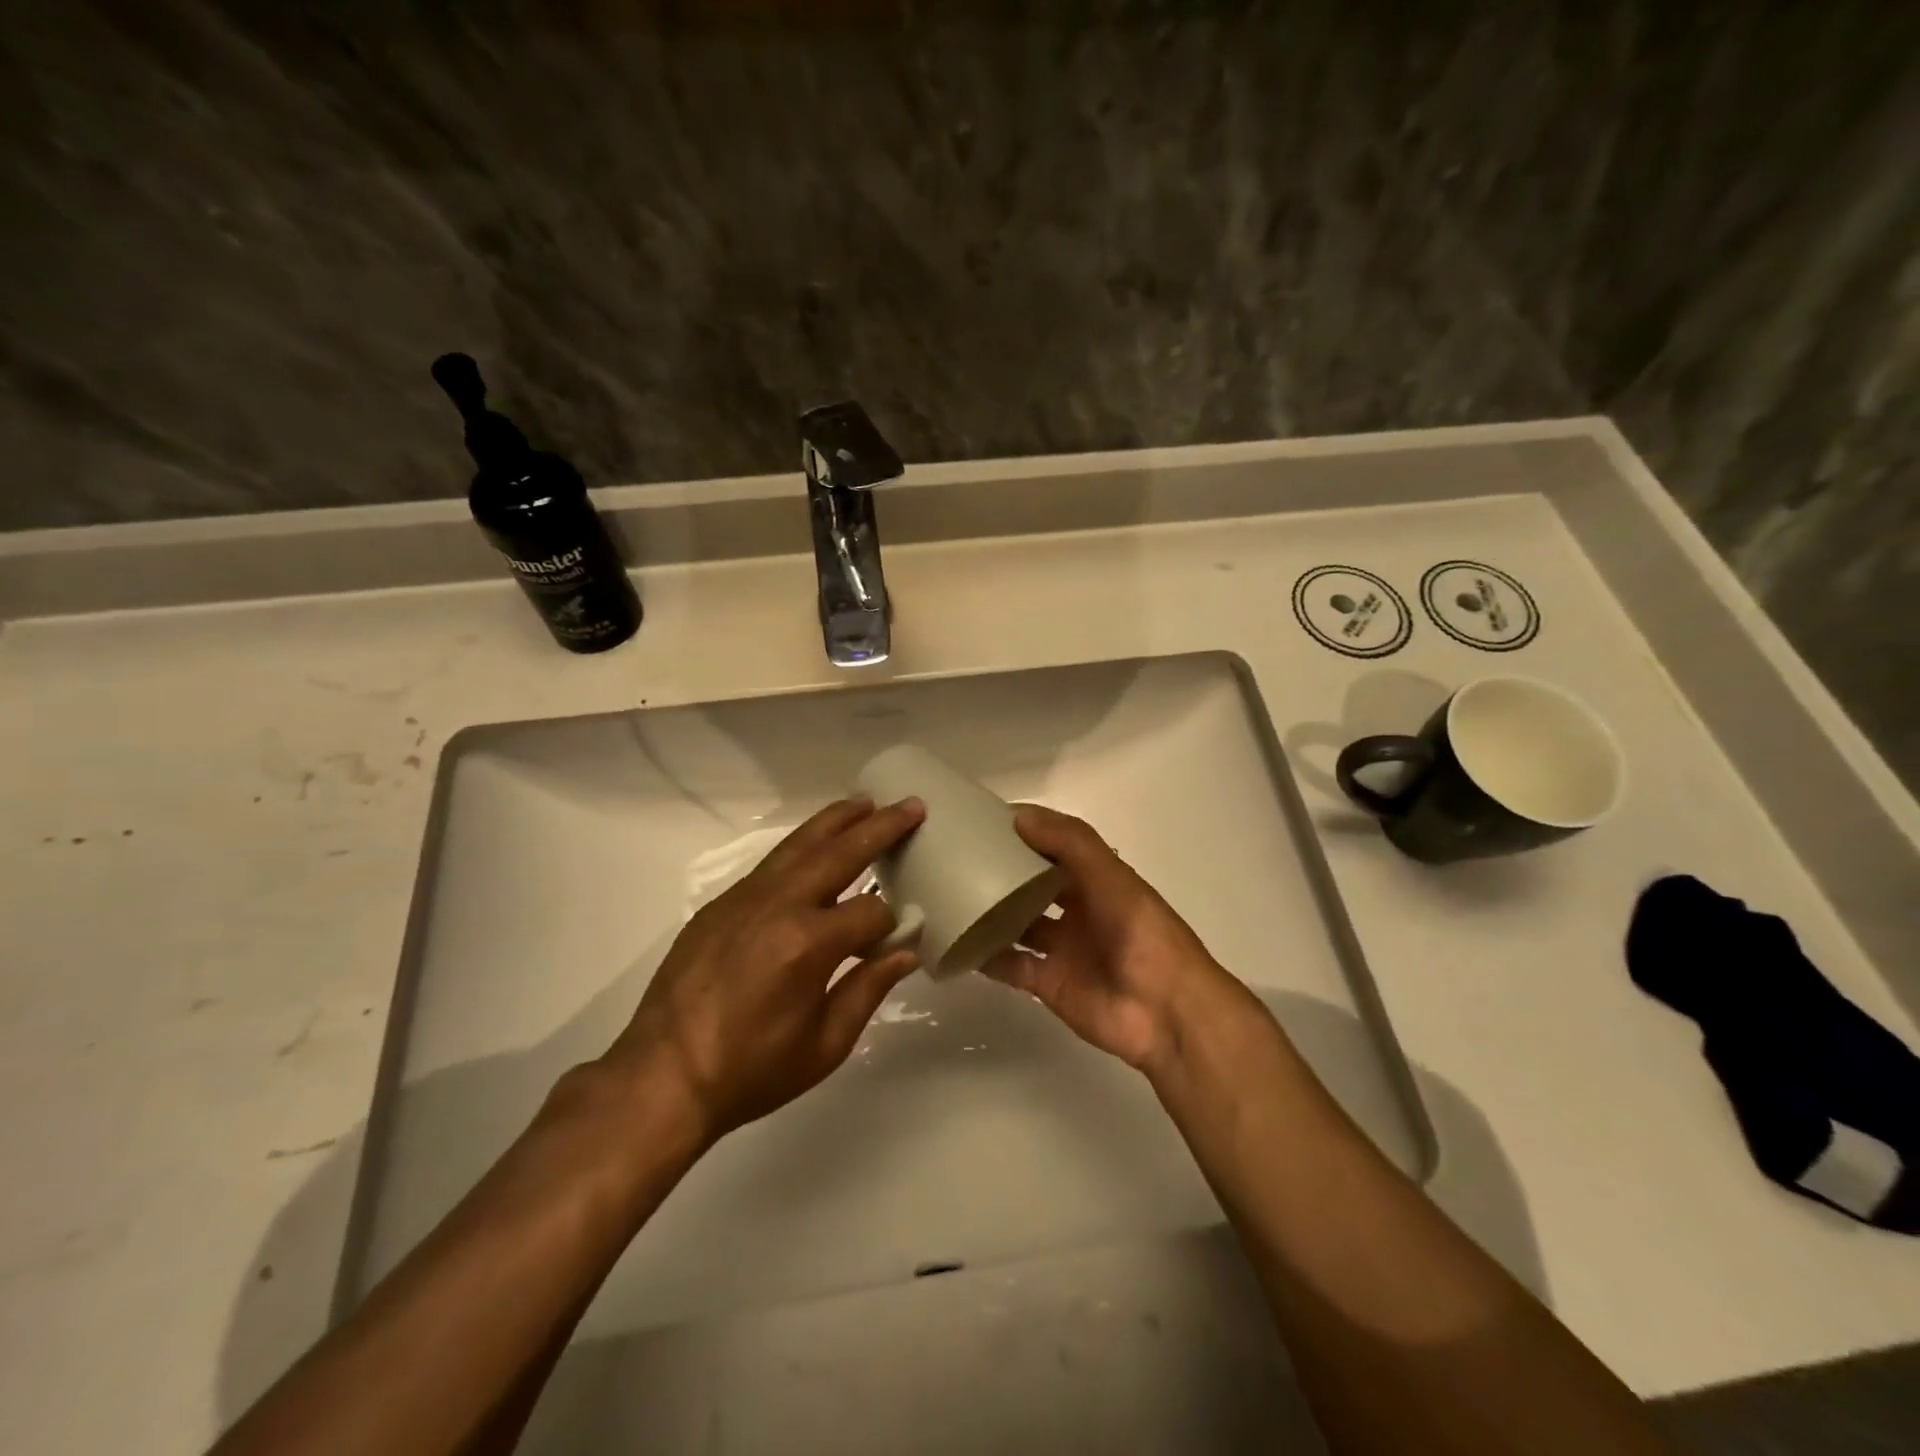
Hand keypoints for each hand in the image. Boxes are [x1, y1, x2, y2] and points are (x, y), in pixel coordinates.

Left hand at [605, 796, 925, 1142]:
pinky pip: (771, 864)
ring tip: (865, 802)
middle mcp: (779, 905)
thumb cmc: (751, 1071)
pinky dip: (801, 847)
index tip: (903, 936)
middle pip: (840, 852)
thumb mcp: (824, 1045)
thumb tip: (906, 951)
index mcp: (809, 943)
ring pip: (800, 844)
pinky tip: (814, 847)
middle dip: (881, 827)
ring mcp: (744, 898)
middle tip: (911, 806)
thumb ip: (869, 989)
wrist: (662, 1077)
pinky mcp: (720, 903)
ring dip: (837, 821)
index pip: (872, 912)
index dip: (894, 923)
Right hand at [981, 804, 1255, 1074]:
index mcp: (1095, 879)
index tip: (982, 821)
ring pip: (1018, 924)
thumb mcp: (1111, 877)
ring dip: (990, 913)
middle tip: (956, 858)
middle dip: (1001, 871)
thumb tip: (1017, 816)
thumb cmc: (1142, 933)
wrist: (1166, 1011)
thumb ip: (1069, 844)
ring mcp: (1061, 947)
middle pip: (1031, 885)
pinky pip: (1011, 966)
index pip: (1053, 847)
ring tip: (949, 896)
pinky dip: (986, 958)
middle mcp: (1076, 909)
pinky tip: (958, 944)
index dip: (1024, 833)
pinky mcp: (1049, 983)